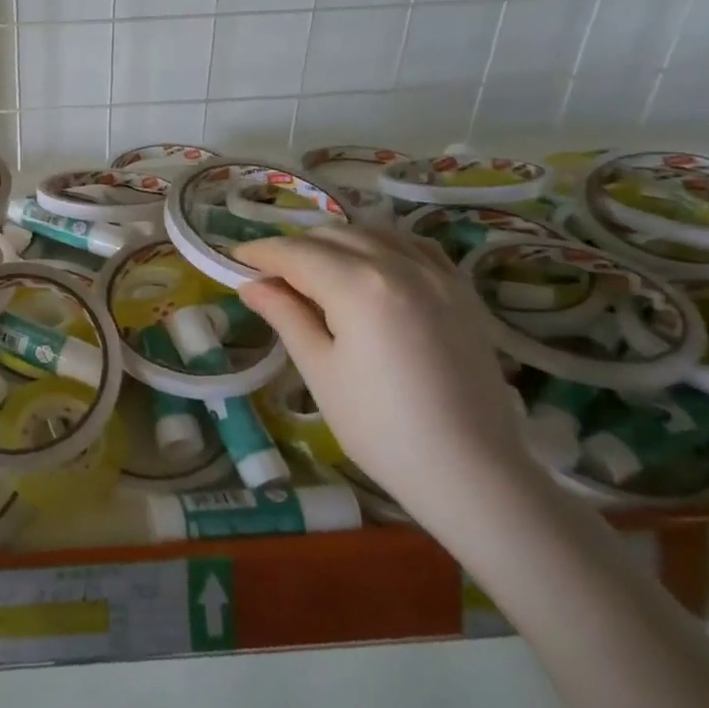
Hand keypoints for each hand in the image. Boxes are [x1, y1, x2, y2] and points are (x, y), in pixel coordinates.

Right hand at [233, 226, 536, 522]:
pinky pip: (413, 246)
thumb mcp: (320, 371)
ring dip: (335, 242)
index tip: (234, 258)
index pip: (295, 253)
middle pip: (331, 237)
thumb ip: (285, 315)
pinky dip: (382, 245)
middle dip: (294, 248)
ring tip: (314, 271)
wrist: (474, 473)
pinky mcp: (461, 291)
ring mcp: (436, 275)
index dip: (260, 253)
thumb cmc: (382, 428)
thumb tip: (251, 284)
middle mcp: (399, 265)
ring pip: (372, 234)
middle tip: (269, 275)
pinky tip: (370, 265)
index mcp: (359, 286)